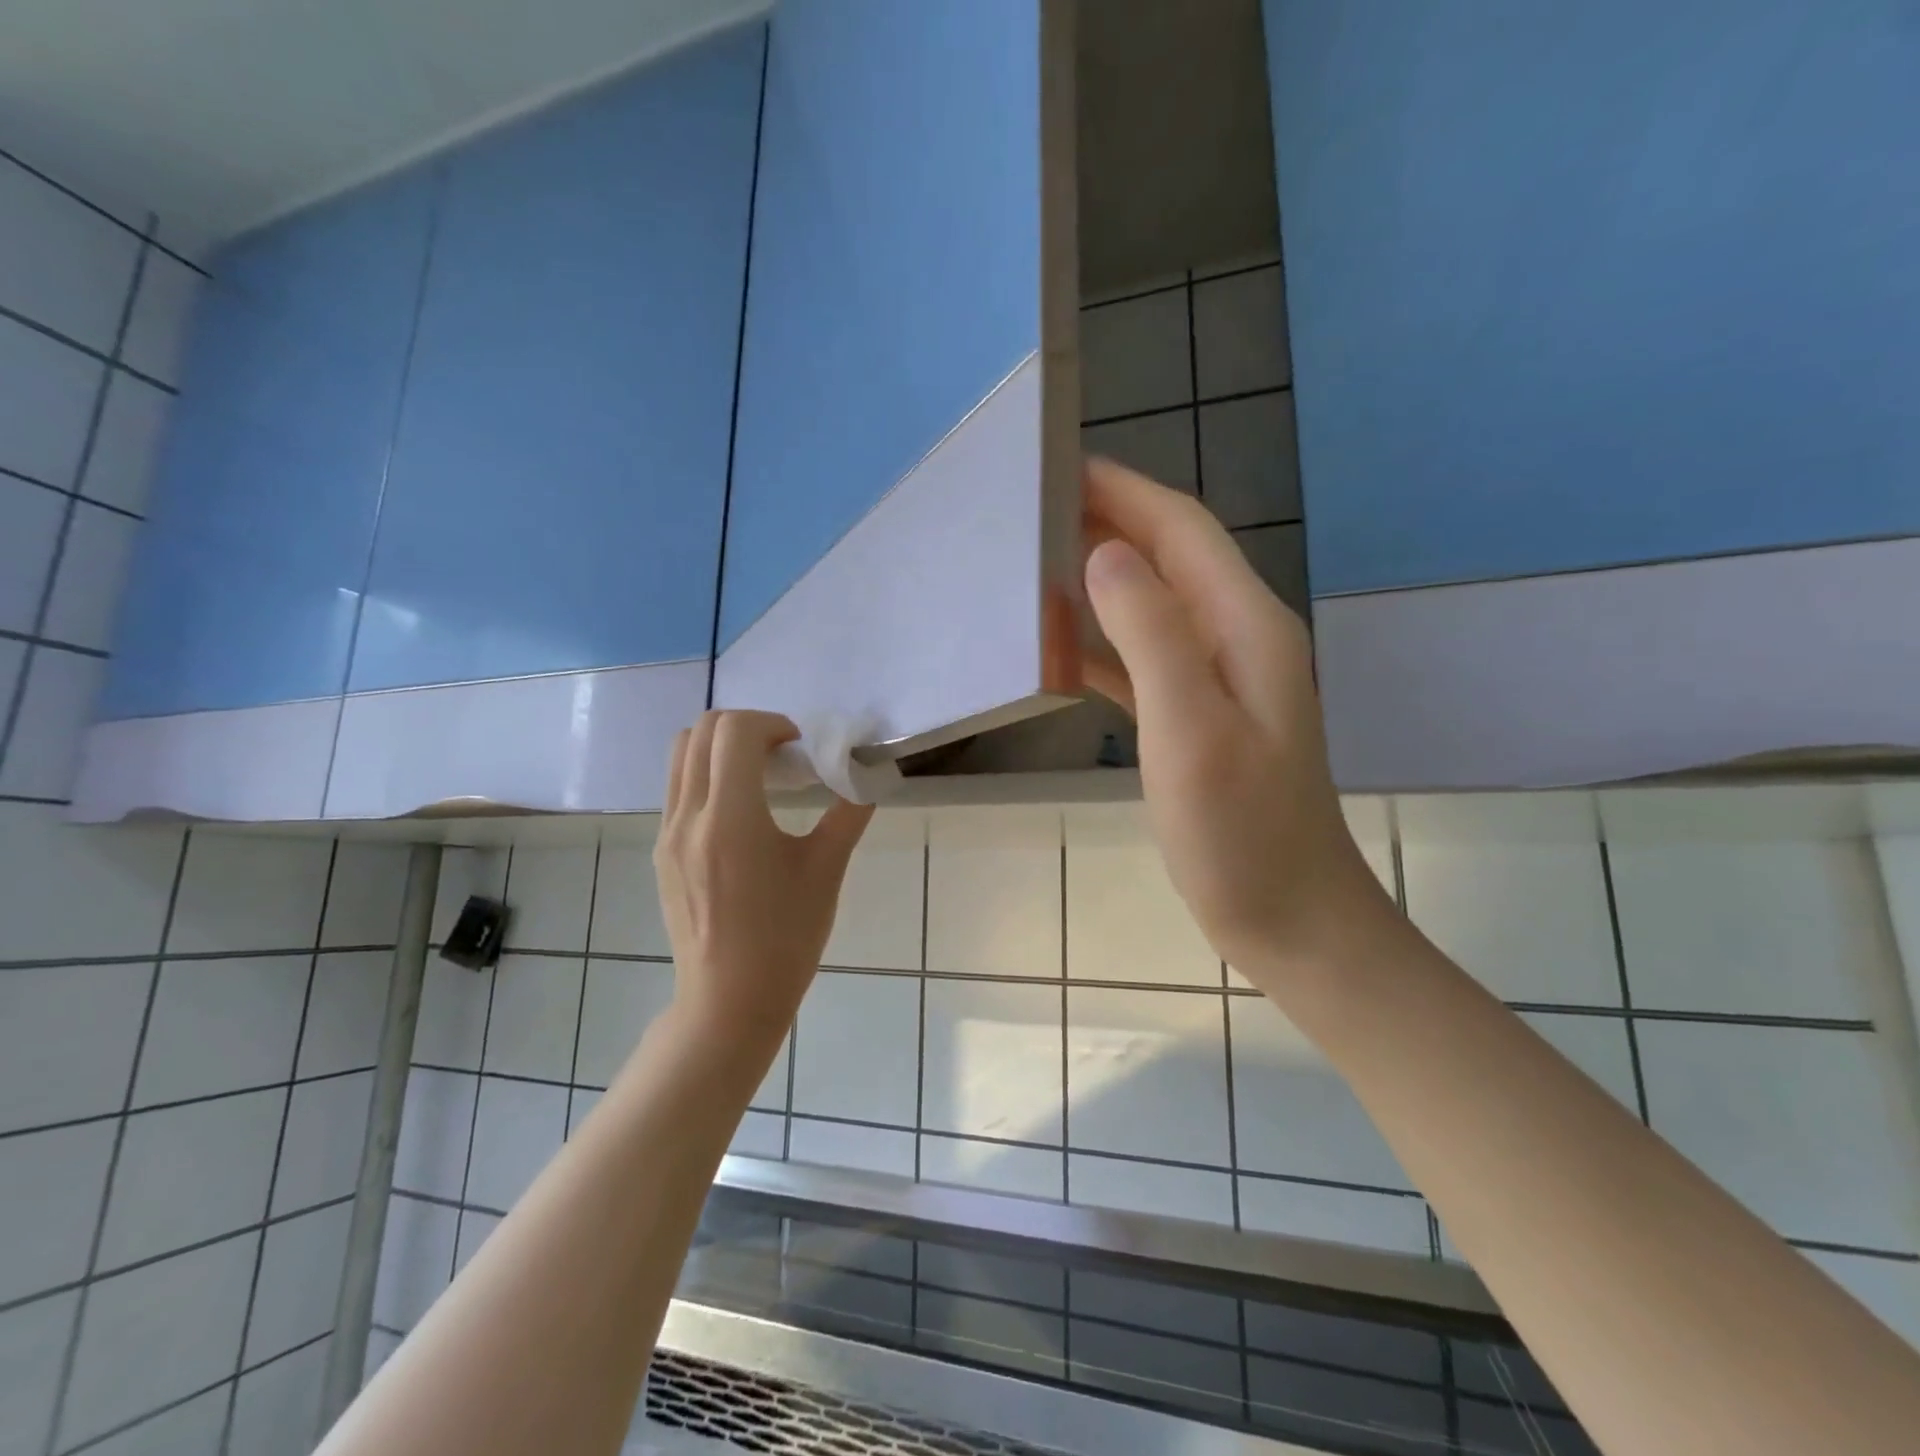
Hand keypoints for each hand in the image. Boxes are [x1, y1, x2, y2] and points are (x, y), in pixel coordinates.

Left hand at [654, 711, 873, 1043]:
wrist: (729, 1000)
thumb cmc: (785, 938)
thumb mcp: (826, 871)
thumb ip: (849, 812)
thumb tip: (869, 774)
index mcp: (730, 819)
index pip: (734, 730)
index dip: (772, 723)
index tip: (800, 748)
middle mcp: (688, 817)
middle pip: (702, 730)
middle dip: (747, 726)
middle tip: (782, 755)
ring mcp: (667, 834)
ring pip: (681, 754)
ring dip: (721, 746)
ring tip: (759, 777)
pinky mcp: (661, 852)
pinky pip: (677, 787)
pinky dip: (707, 774)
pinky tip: (740, 812)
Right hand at [1081, 457, 1384, 975]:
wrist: (1288, 917)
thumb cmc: (1239, 834)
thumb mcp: (1192, 731)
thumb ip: (1153, 636)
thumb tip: (1106, 555)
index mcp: (1243, 626)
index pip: (1180, 530)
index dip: (1123, 491)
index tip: (1057, 464)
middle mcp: (1236, 637)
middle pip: (1167, 557)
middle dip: (1106, 522)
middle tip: (1030, 510)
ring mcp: (1219, 679)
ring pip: (1151, 604)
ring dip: (1100, 578)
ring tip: (1033, 565)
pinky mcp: (1198, 716)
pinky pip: (1144, 657)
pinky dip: (1103, 641)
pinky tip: (1059, 647)